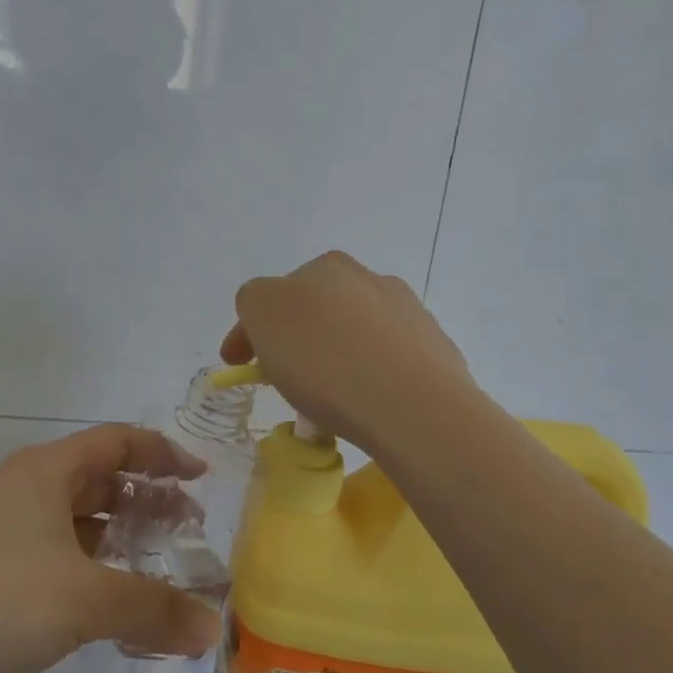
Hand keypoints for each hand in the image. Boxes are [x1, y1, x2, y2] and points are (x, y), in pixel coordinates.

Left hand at [0, 425, 222, 672]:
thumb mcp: (87, 600)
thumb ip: (156, 608)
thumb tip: (214, 630)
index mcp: (45, 471)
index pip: (118, 441)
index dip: (164, 454)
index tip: (201, 479)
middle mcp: (23, 492)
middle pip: (99, 480)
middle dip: (147, 500)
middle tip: (189, 530)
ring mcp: (1, 536)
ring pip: (76, 524)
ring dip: (120, 539)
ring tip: (158, 568)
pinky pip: (56, 562)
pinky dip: (91, 574)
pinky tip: (111, 609)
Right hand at [221, 251, 477, 450]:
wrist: (414, 405)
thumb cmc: (325, 360)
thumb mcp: (262, 314)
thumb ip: (255, 302)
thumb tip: (270, 312)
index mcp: (325, 267)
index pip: (272, 294)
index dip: (247, 331)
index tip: (237, 366)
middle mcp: (369, 279)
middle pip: (315, 310)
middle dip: (295, 338)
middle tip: (282, 377)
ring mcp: (407, 312)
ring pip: (353, 333)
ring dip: (333, 355)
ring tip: (325, 399)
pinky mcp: (434, 348)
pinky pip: (386, 359)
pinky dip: (368, 374)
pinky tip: (364, 400)